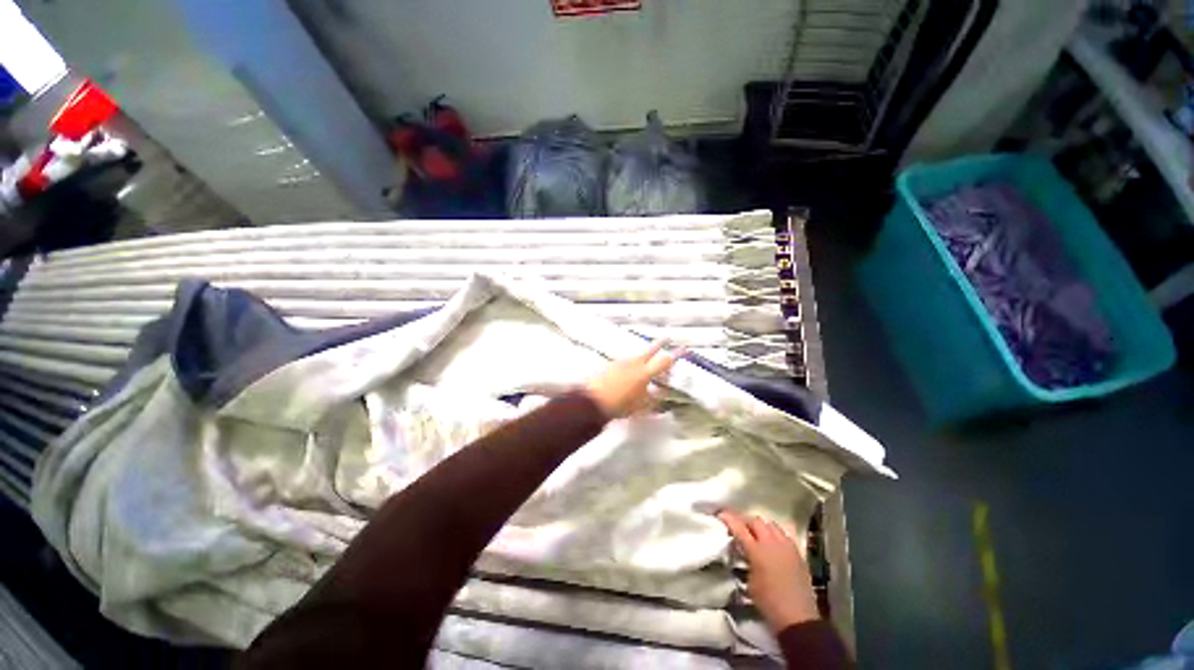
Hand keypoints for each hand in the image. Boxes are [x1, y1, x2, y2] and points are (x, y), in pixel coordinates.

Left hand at [584, 341, 679, 418]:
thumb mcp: (641, 406)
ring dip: (643, 356)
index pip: (664, 361)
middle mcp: (634, 362)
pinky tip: (628, 371)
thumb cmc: (619, 405)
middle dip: (660, 343)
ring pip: (636, 355)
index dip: (675, 355)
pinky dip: (630, 364)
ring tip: (645, 362)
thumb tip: (663, 394)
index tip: (683, 349)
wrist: (592, 400)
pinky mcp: (610, 364)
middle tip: (667, 337)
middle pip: (650, 349)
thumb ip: (654, 399)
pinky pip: (624, 361)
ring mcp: (621, 361)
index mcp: (644, 373)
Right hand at [718, 510, 819, 632]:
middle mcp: (772, 543)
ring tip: (756, 534)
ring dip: (761, 526)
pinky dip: (775, 534)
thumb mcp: (749, 582)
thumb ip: (744, 560)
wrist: (798, 618)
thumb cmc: (768, 603)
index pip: (739, 527)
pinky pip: (784, 534)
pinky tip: (772, 544)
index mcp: (757, 551)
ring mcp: (787, 546)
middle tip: (738, 528)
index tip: (720, 515)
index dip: (728, 518)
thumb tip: (742, 552)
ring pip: (771, 524)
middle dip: (745, 521)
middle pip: (755, 521)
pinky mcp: (798, 553)